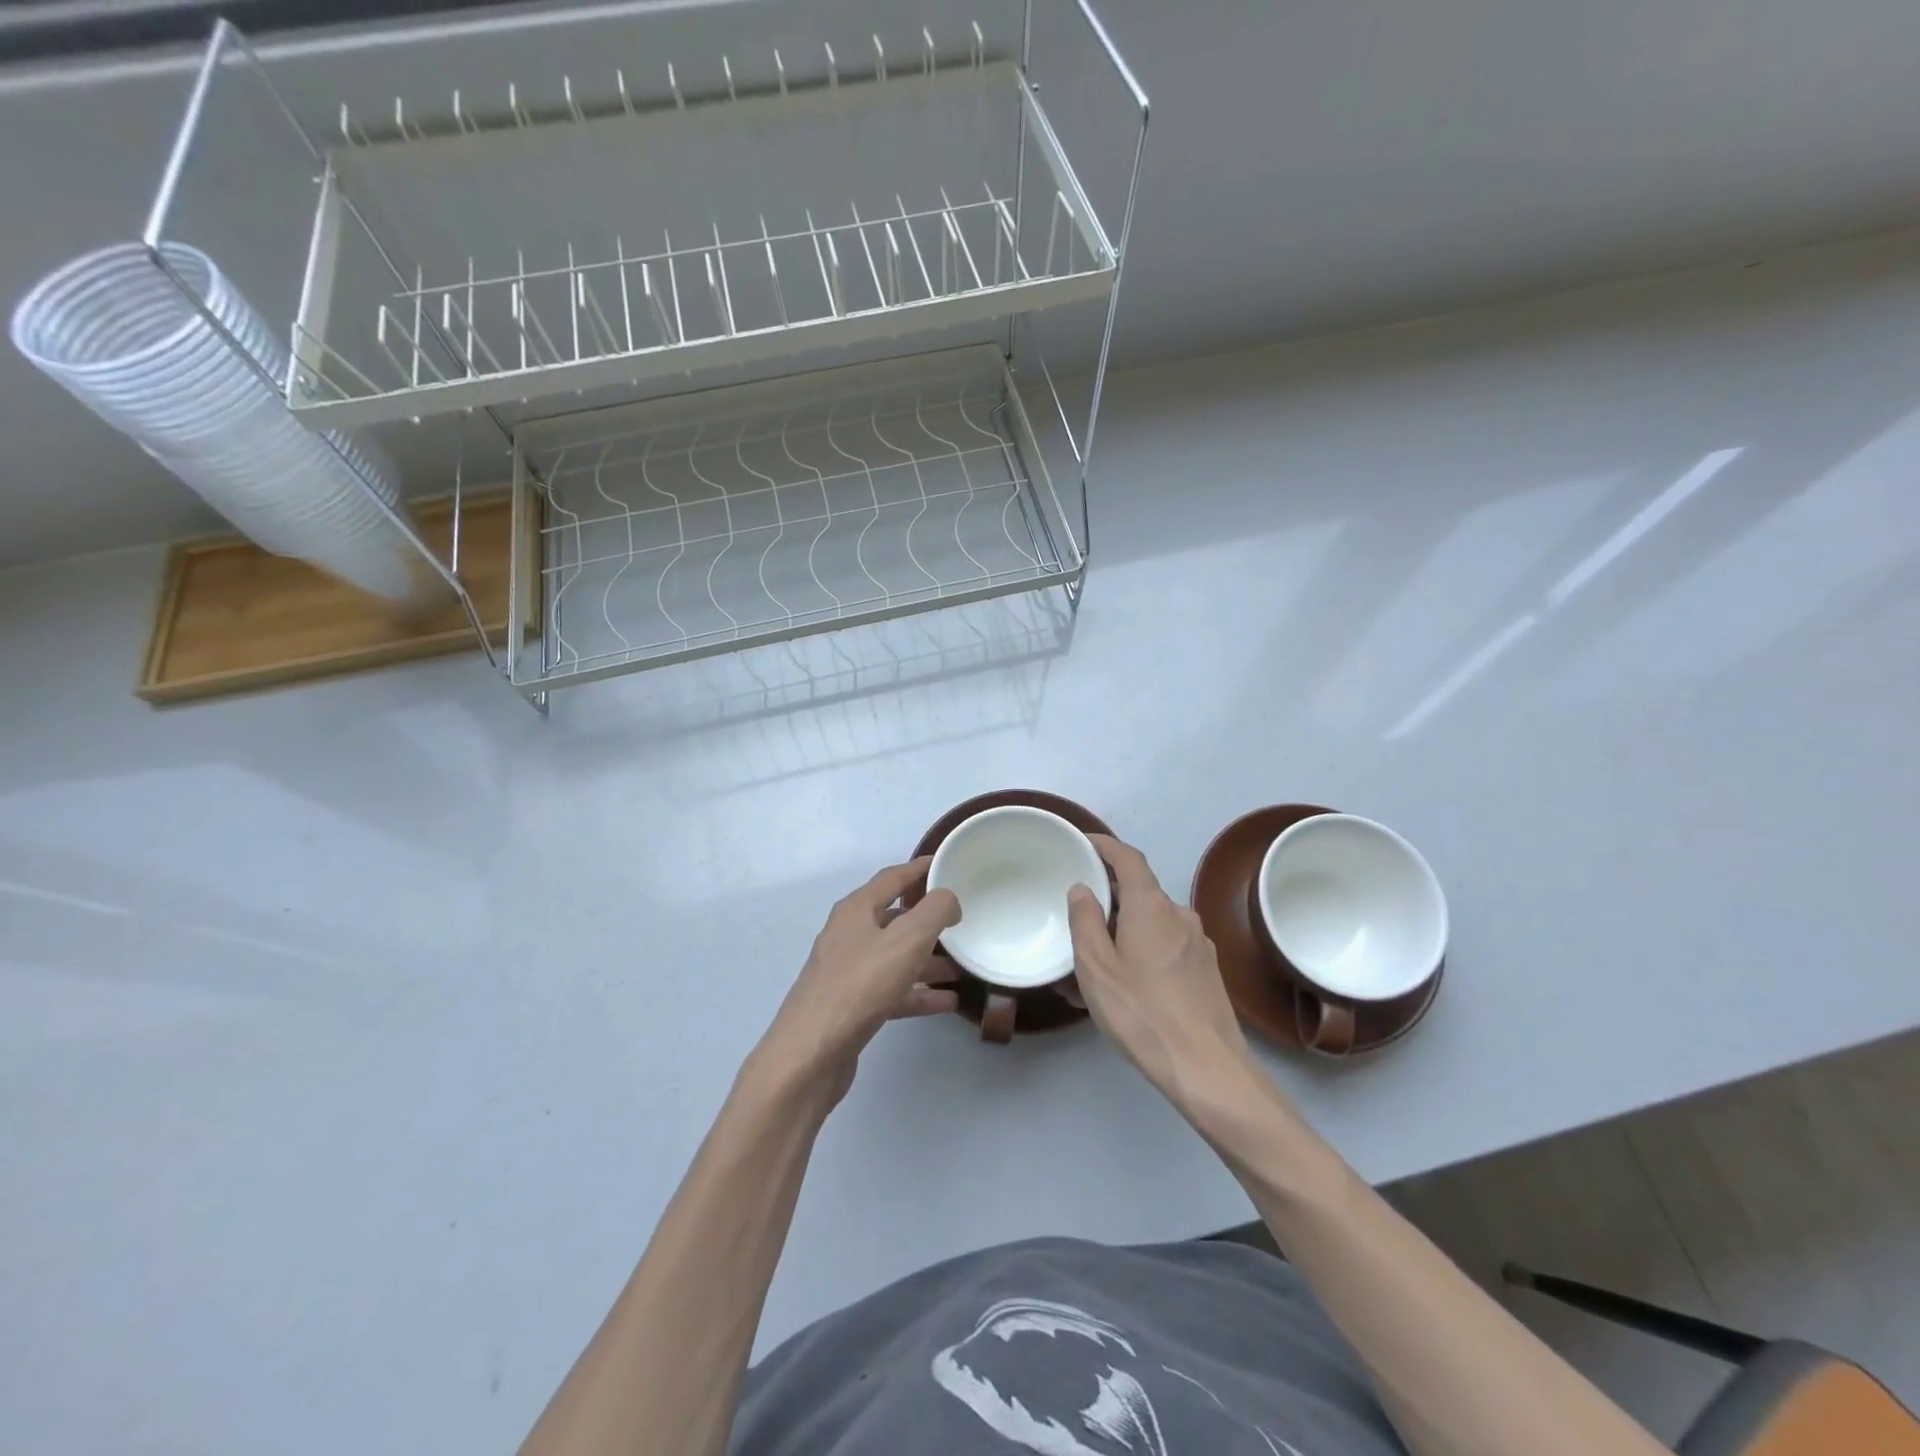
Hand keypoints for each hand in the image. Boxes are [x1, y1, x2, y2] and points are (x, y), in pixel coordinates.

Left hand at [758, 858, 961, 1103]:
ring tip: (961, 967)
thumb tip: (948, 899)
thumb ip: (935, 910)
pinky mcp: (851, 1005)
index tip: (947, 865)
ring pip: (895, 956)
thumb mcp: (907, 939)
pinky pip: (892, 989)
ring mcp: (847, 971)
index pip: (892, 877)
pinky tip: (945, 1002)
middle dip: (928, 919)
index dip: (920, 869)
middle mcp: (849, 934)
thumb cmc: (860, 986)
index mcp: (856, 910)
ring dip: (927, 959)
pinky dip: (917, 992)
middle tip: (961, 921)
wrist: (810, 1054)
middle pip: (894, 917)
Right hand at [1068, 835, 1254, 1107]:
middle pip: (1139, 892)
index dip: (1105, 846)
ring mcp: (1197, 943)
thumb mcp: (1096, 967)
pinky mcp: (1206, 971)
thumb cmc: (1142, 1012)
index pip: (1128, 858)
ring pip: (1151, 924)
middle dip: (1108, 898)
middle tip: (1076, 917)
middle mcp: (1179, 915)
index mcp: (1151, 906)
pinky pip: (1165, 948)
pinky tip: (1123, 986)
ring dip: (1122, 932)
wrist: (1207, 1067)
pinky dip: (1141, 953)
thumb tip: (1083, 888)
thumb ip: (1085, 921)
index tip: (1084, 843)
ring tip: (1093, 964)